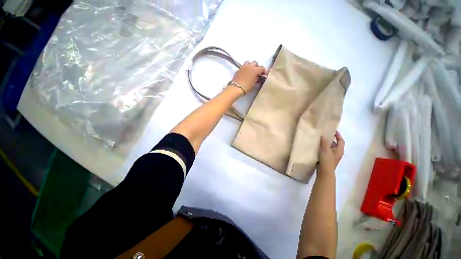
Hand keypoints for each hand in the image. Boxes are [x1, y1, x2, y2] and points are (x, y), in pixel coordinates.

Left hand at [231, 61, 265, 92]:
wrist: (236, 88)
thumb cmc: (247, 87)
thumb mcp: (254, 84)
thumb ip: (257, 79)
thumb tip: (258, 78)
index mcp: (255, 70)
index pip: (262, 68)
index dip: (263, 71)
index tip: (263, 76)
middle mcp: (250, 66)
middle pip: (255, 63)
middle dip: (257, 67)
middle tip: (256, 73)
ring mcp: (243, 67)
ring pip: (248, 62)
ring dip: (250, 66)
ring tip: (250, 71)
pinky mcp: (238, 69)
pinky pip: (243, 67)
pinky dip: (245, 69)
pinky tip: (244, 74)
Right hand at [318, 131, 344, 174]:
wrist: (324, 171)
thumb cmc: (327, 160)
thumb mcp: (325, 150)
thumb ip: (325, 142)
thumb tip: (324, 136)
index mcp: (339, 150)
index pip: (341, 140)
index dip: (338, 135)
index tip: (333, 130)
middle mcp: (337, 152)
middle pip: (336, 143)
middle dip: (331, 139)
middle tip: (325, 134)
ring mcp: (332, 155)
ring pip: (330, 147)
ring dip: (326, 143)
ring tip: (320, 139)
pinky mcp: (328, 158)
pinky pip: (326, 150)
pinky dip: (323, 147)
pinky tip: (318, 146)